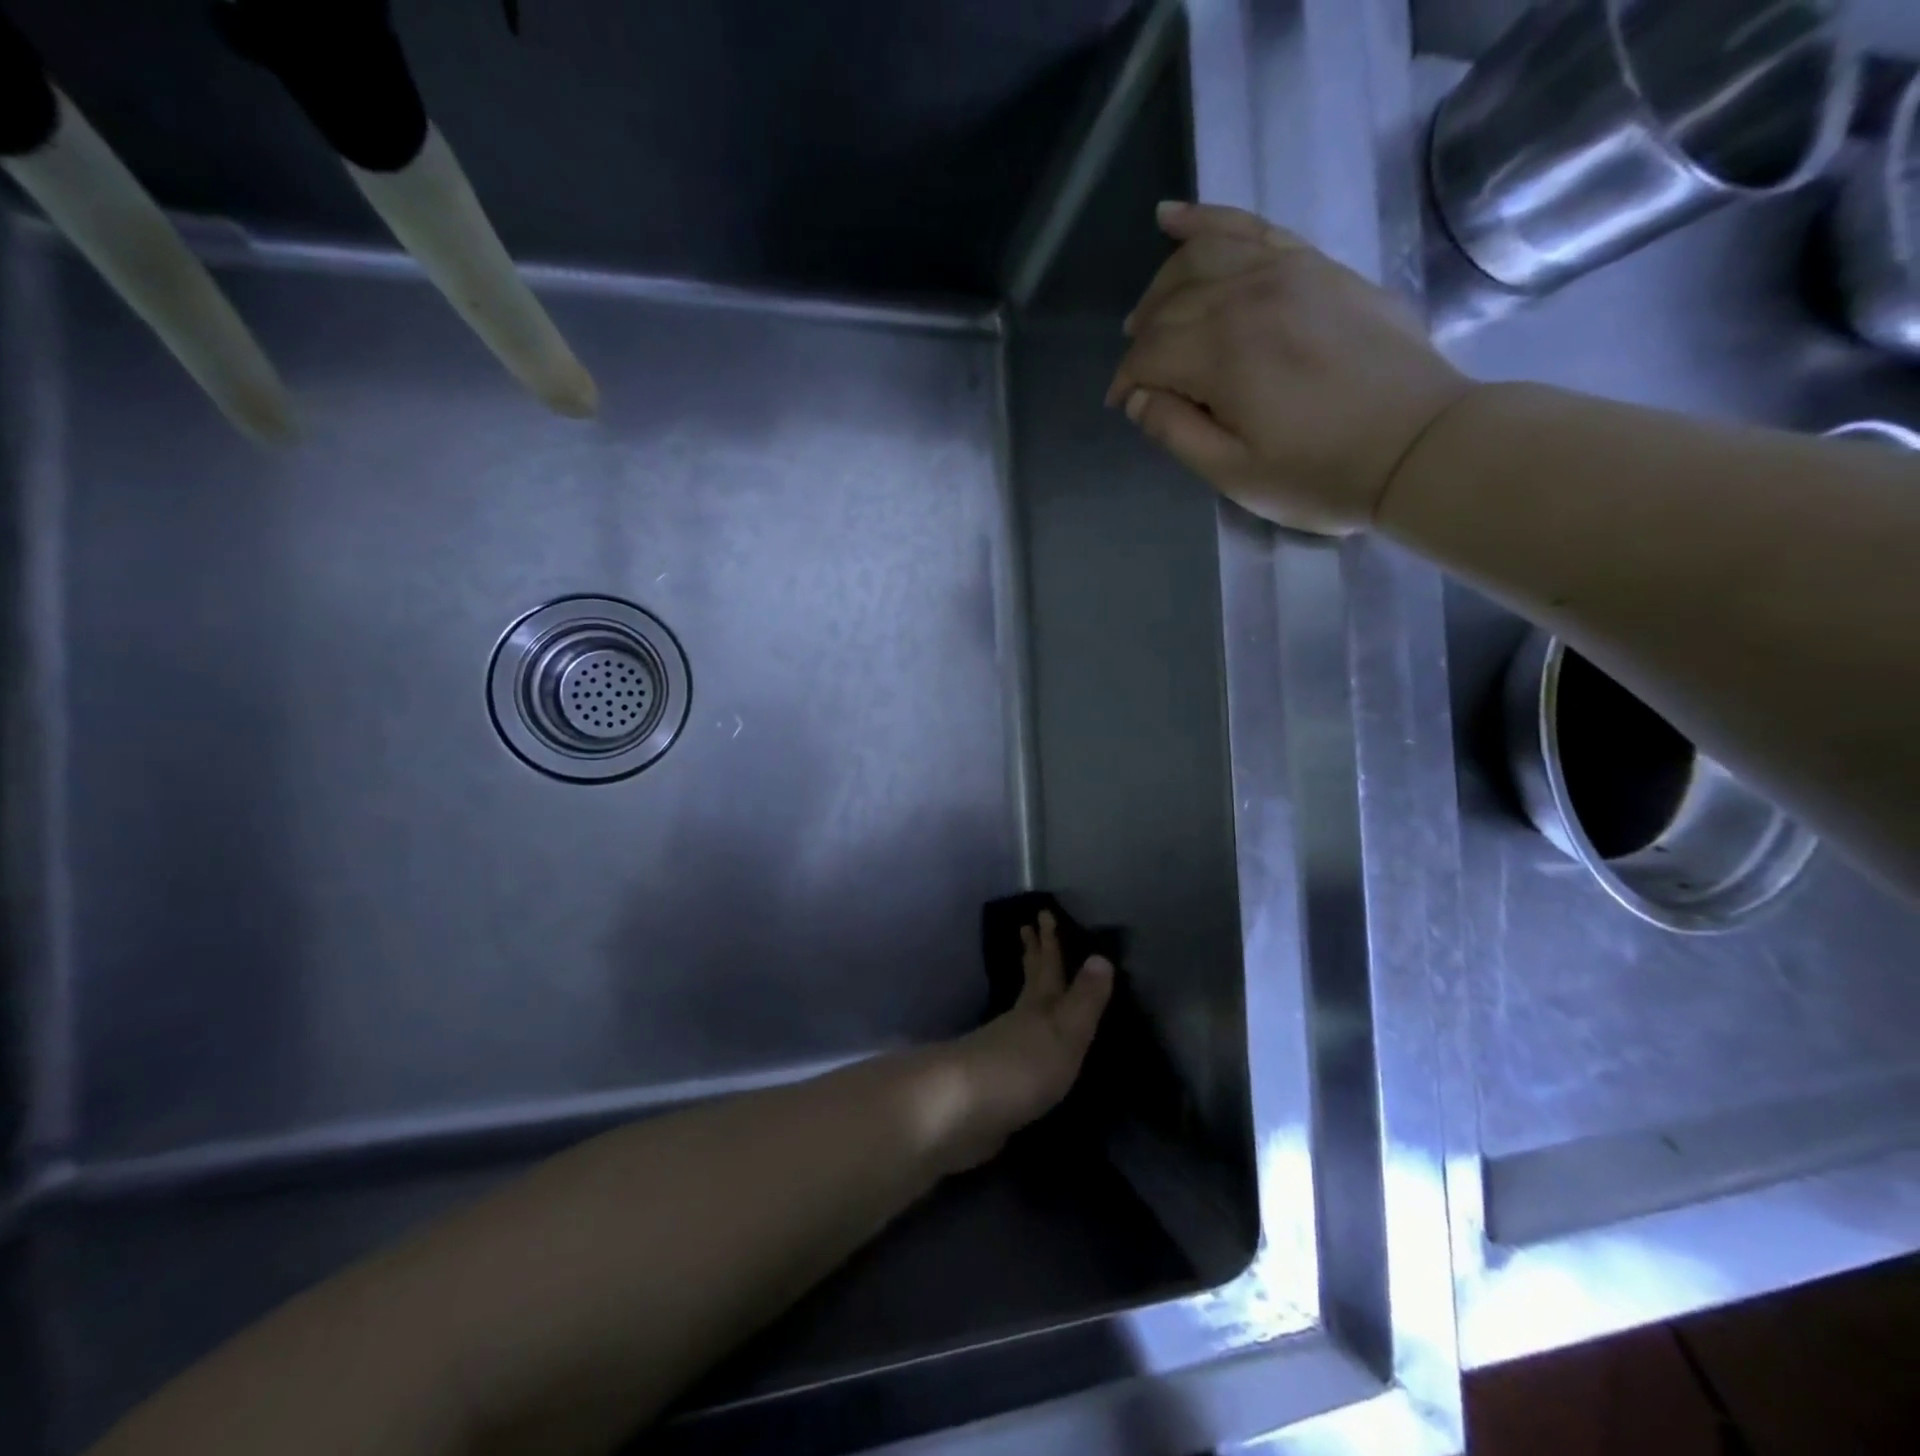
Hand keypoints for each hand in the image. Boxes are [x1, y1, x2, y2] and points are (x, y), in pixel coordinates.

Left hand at [905, 911, 1112, 1173]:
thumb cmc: (1020, 1068)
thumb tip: (1102, 956)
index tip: (1043, 912)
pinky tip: (1023, 1049)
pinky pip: (1014, 1051)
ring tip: (1032, 986)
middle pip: (1027, 984)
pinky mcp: (991, 1085)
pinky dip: (1021, 1040)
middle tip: (1025, 929)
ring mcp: (999, 1053)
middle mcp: (1016, 1023)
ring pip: (1019, 1015)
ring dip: (1027, 995)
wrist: (958, 1113)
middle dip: (1030, 957)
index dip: (1049, 942)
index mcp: (1037, 1008)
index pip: (1047, 968)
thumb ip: (1084, 1000)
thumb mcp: (1064, 1032)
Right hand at [1106, 201, 1475, 534]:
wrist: (1422, 445)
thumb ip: (1176, 432)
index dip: (1127, 381)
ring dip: (1164, 283)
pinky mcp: (1318, 266)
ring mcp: (1289, 271)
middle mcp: (1249, 296)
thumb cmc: (1322, 473)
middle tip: (1138, 374)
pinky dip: (1208, 221)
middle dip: (1143, 339)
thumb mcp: (1235, 474)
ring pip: (1203, 256)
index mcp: (1224, 353)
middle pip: (1171, 304)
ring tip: (1148, 312)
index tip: (1123, 407)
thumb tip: (1139, 398)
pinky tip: (1174, 219)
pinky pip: (1253, 227)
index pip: (1150, 353)